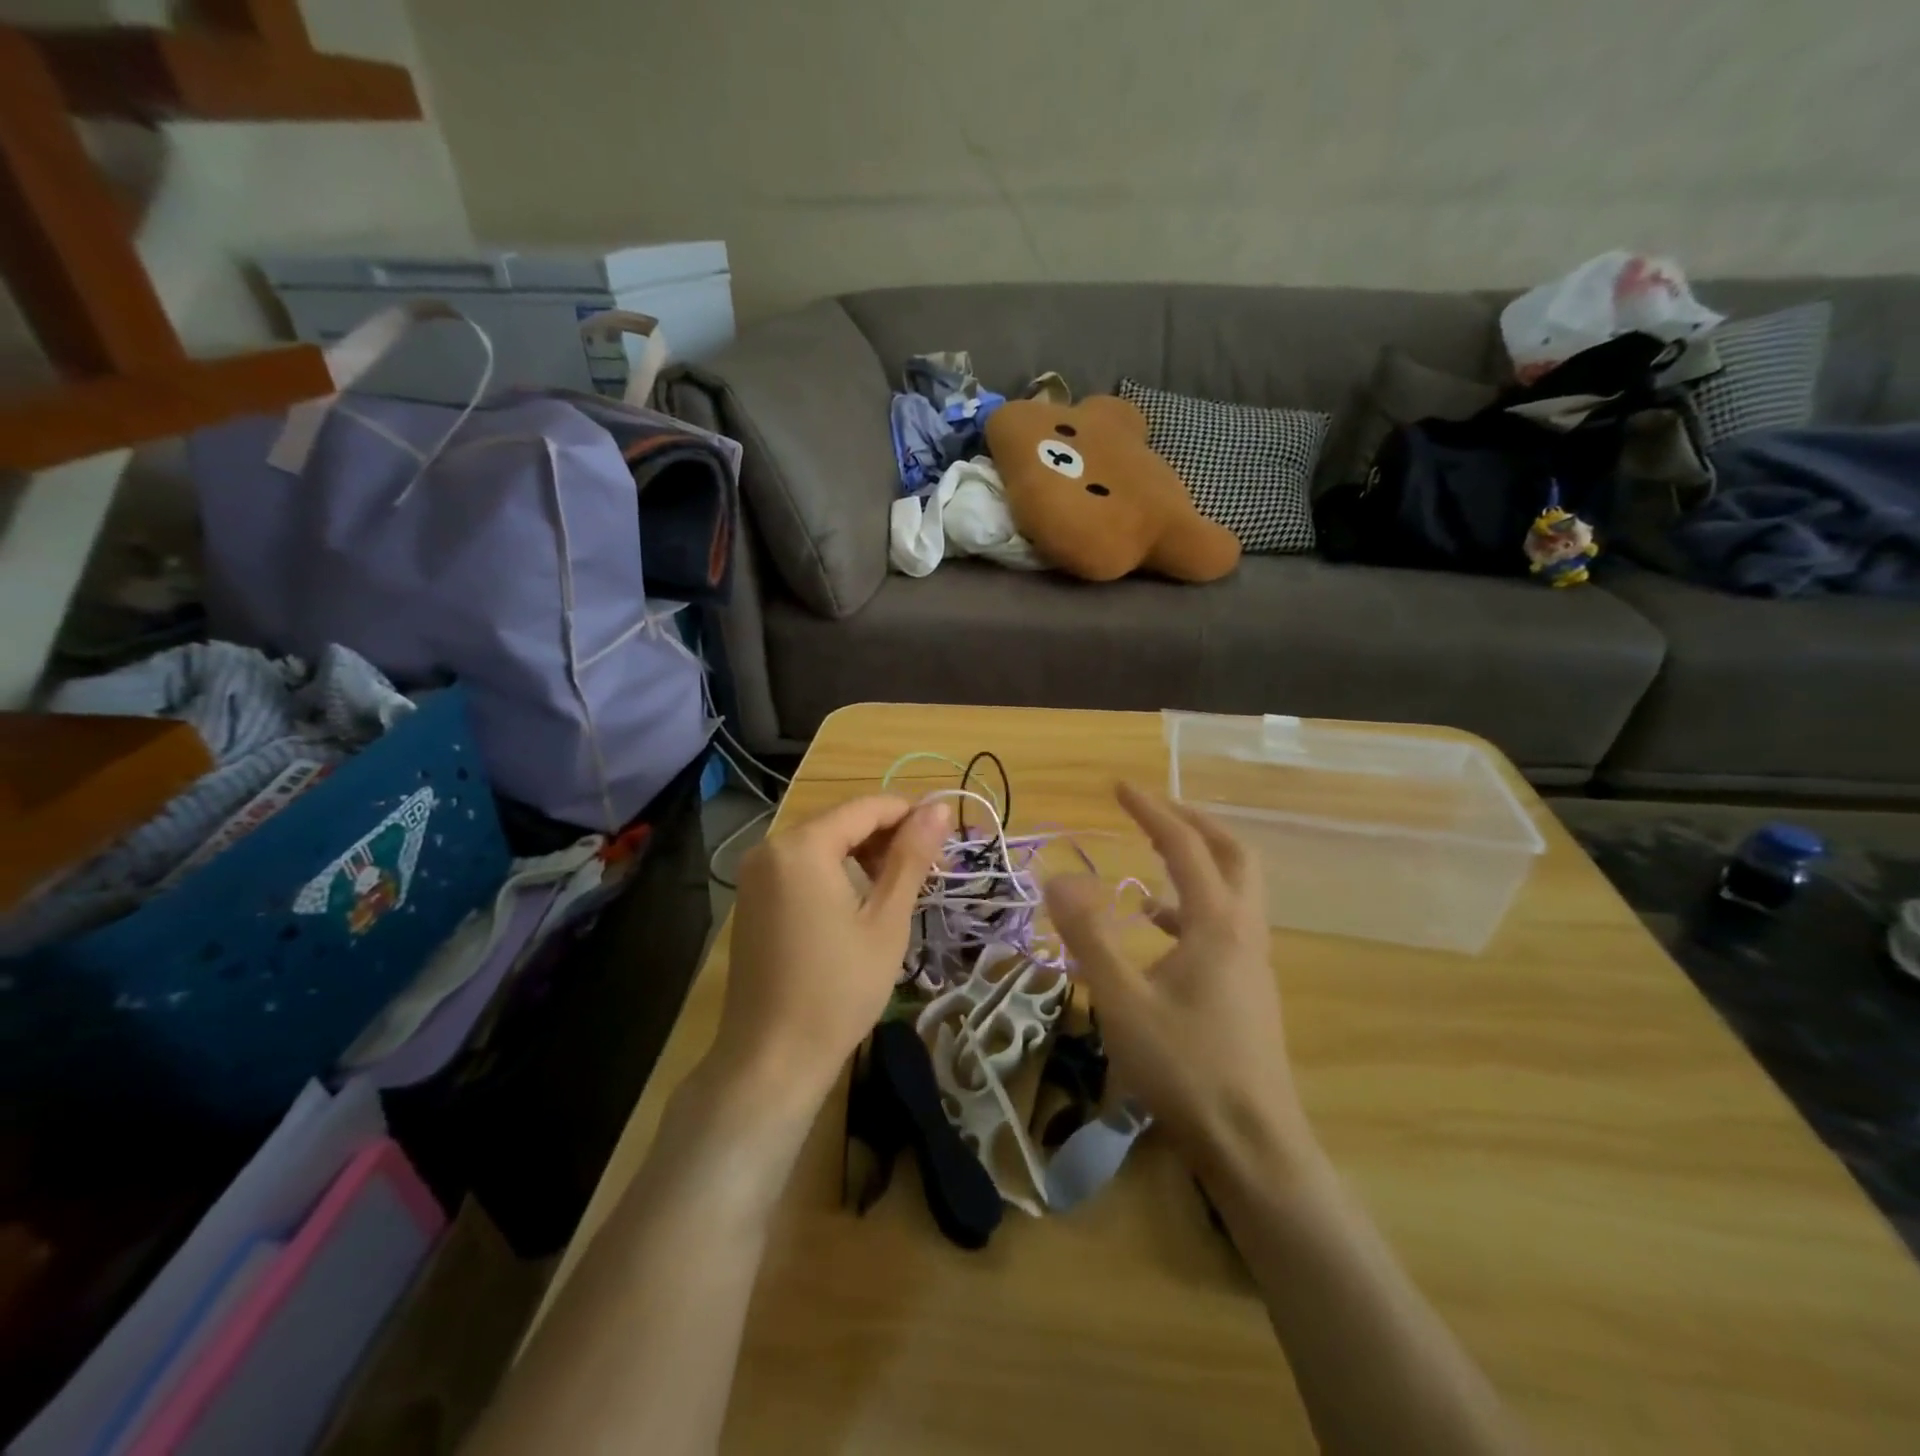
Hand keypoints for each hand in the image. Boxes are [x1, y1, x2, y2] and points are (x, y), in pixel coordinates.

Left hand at [712, 795, 950, 1109]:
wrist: (772, 1059)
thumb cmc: (839, 989)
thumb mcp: (886, 920)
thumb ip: (911, 856)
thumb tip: (940, 807)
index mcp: (803, 846)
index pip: (867, 807)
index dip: (911, 815)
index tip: (946, 839)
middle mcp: (771, 847)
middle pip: (842, 821)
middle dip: (887, 836)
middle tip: (928, 870)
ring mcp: (755, 873)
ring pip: (822, 842)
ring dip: (863, 854)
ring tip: (899, 887)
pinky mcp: (751, 898)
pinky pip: (800, 865)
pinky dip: (834, 871)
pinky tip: (859, 901)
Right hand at [1044, 782, 1306, 1172]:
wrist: (1252, 1145)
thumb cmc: (1185, 1068)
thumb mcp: (1122, 1000)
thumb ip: (1087, 936)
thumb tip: (1056, 879)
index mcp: (1217, 923)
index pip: (1185, 845)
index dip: (1151, 810)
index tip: (1119, 788)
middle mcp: (1244, 930)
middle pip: (1233, 854)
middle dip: (1194, 823)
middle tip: (1153, 811)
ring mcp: (1253, 961)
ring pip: (1235, 889)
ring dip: (1197, 863)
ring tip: (1150, 860)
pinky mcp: (1249, 988)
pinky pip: (1225, 925)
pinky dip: (1192, 908)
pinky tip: (1156, 931)